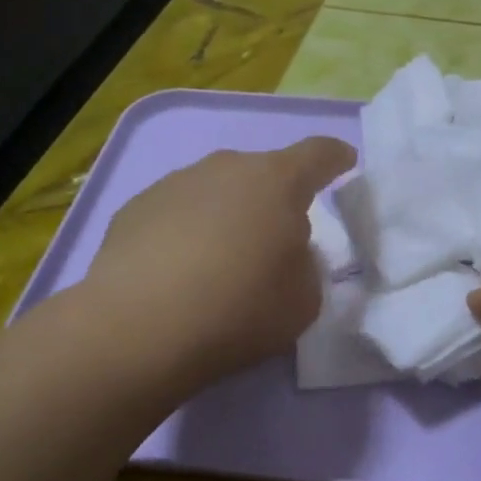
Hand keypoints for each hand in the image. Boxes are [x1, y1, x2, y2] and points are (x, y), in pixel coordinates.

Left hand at [85, 138, 355, 388]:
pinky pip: (177, 212)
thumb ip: (305, 265)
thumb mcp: (304, 300)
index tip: (344, 161)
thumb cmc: (239, 309)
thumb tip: (284, 249)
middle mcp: (226, 168)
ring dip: (227, 215)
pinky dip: (186, 231)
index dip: (336, 157)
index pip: (318, 154)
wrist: (139, 327)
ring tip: (219, 262)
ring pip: (216, 191)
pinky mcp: (135, 207)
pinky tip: (177, 272)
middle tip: (274, 241)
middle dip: (274, 199)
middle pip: (262, 173)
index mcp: (277, 181)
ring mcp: (175, 182)